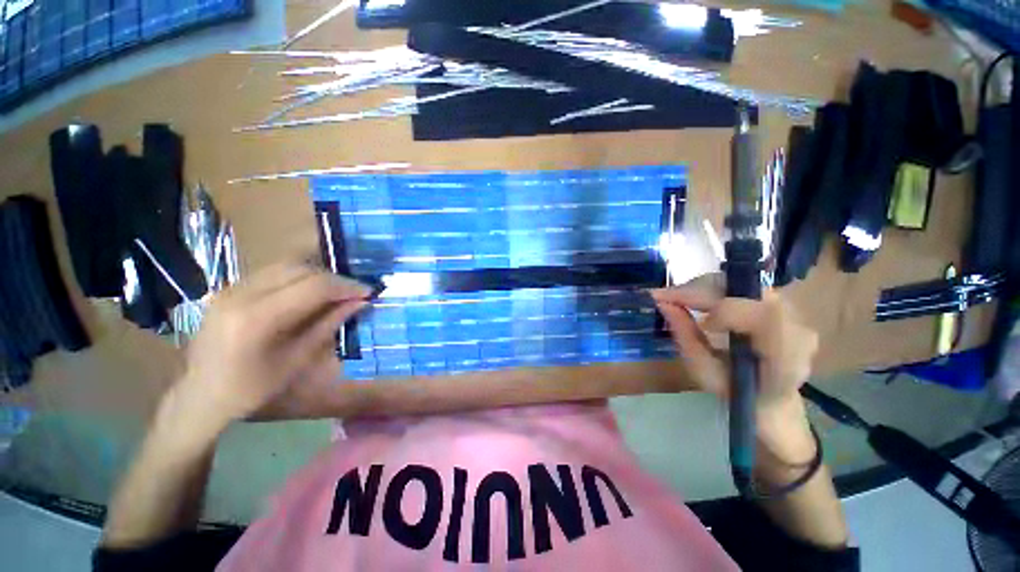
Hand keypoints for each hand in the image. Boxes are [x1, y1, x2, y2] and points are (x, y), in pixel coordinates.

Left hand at [168, 263, 370, 431]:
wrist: (200, 396)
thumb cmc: (251, 388)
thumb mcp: (297, 360)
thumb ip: (329, 325)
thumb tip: (361, 303)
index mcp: (256, 318)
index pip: (312, 286)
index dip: (345, 286)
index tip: (368, 292)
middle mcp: (240, 294)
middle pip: (299, 268)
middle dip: (333, 277)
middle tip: (354, 291)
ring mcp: (230, 288)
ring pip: (285, 265)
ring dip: (316, 274)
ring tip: (335, 290)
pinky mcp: (228, 288)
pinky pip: (271, 272)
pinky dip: (297, 277)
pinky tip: (309, 292)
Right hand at [651, 276, 819, 458]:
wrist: (771, 398)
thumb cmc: (735, 393)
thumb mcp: (705, 374)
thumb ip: (686, 338)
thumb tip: (663, 304)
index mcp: (786, 358)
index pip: (765, 316)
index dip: (725, 310)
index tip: (694, 319)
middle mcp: (798, 328)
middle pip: (750, 291)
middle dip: (702, 290)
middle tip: (666, 297)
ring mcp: (793, 312)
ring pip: (743, 283)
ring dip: (704, 288)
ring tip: (677, 298)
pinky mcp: (779, 303)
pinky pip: (742, 286)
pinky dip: (713, 289)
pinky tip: (695, 299)